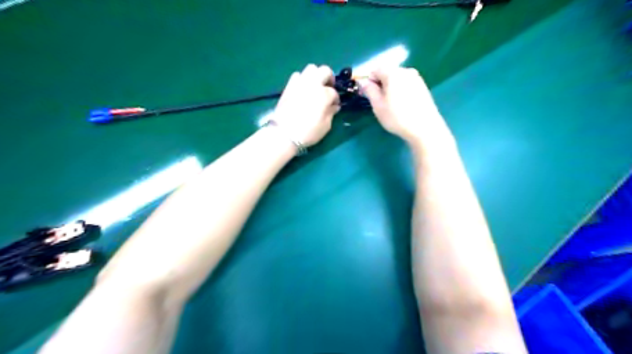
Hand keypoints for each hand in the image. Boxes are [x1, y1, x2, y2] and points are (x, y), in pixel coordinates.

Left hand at [272, 63, 340, 146]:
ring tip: (316, 86)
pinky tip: (304, 89)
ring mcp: (300, 83)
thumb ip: (331, 113)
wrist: (283, 134)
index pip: (334, 92)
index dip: (336, 99)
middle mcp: (312, 84)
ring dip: (316, 75)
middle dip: (329, 77)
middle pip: (324, 70)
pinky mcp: (289, 86)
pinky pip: (298, 75)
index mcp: (324, 94)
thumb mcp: (325, 126)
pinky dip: (303, 79)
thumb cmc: (308, 132)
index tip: (335, 106)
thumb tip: (334, 106)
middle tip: (329, 87)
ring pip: (311, 68)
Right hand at [360, 67, 453, 149]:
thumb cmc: (397, 117)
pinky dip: (401, 92)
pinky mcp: (423, 87)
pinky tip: (403, 106)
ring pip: (397, 80)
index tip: (369, 96)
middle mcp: (406, 71)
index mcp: (393, 73)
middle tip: (380, 103)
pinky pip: (406, 85)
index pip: (375, 70)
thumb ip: (369, 90)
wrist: (424, 128)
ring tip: (392, 106)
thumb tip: (363, 81)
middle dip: (381, 85)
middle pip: (387, 73)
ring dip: (391, 89)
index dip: (369, 82)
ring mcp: (416, 78)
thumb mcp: (378, 105)